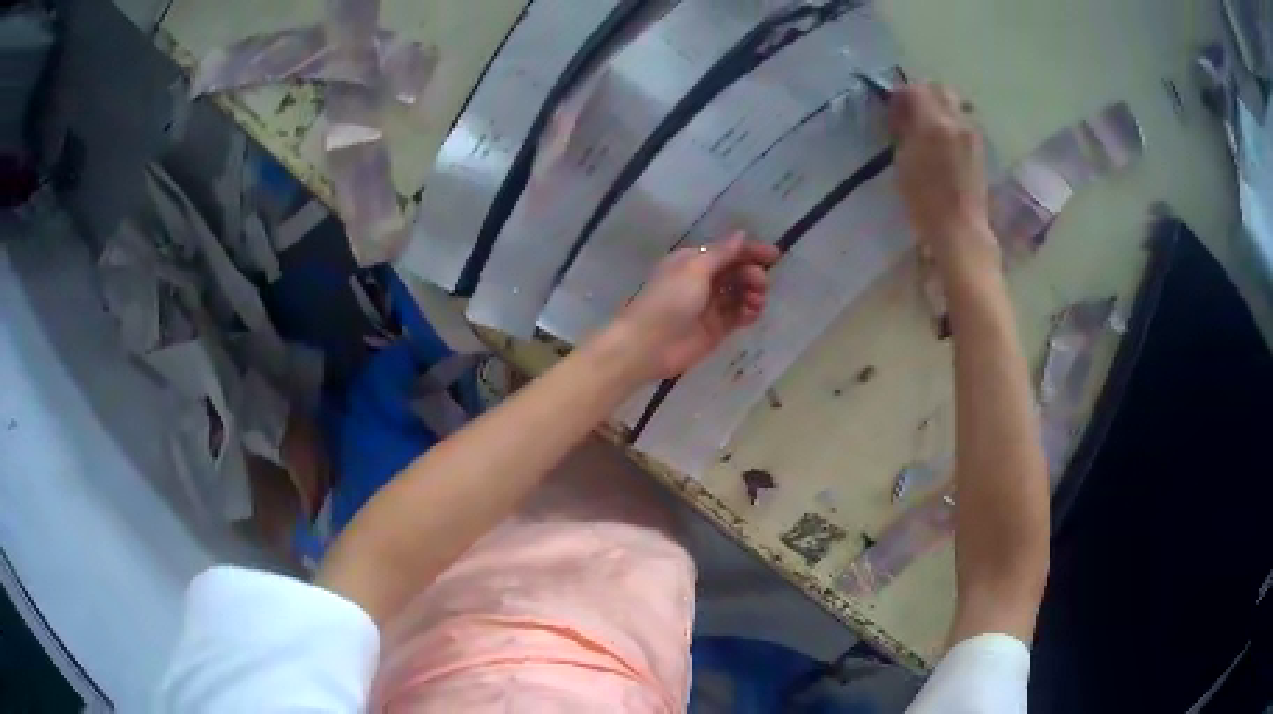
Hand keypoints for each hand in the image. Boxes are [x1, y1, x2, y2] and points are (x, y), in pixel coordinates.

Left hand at [610, 233, 779, 379]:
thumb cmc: (669, 300)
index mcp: (693, 261)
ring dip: (753, 294)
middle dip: (753, 274)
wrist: (648, 345)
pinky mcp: (716, 329)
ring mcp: (710, 306)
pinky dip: (748, 312)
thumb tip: (741, 235)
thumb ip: (721, 253)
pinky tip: (751, 313)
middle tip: (760, 284)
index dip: (751, 251)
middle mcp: (703, 280)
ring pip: (740, 294)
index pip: (728, 251)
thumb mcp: (695, 269)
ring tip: (755, 302)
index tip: (774, 256)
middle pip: (737, 272)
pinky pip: (738, 316)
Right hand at [890, 83, 998, 270]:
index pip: (916, 90)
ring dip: (939, 107)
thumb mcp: (903, 161)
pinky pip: (963, 122)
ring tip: (927, 127)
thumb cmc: (924, 200)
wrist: (960, 230)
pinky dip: (951, 122)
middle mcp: (957, 122)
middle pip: (941, 90)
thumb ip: (904, 130)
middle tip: (910, 110)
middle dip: (924, 94)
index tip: (892, 107)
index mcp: (935, 123)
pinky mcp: (980, 149)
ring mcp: (972, 134)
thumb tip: (903, 113)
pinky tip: (942, 141)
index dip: (901, 94)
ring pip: (955, 105)